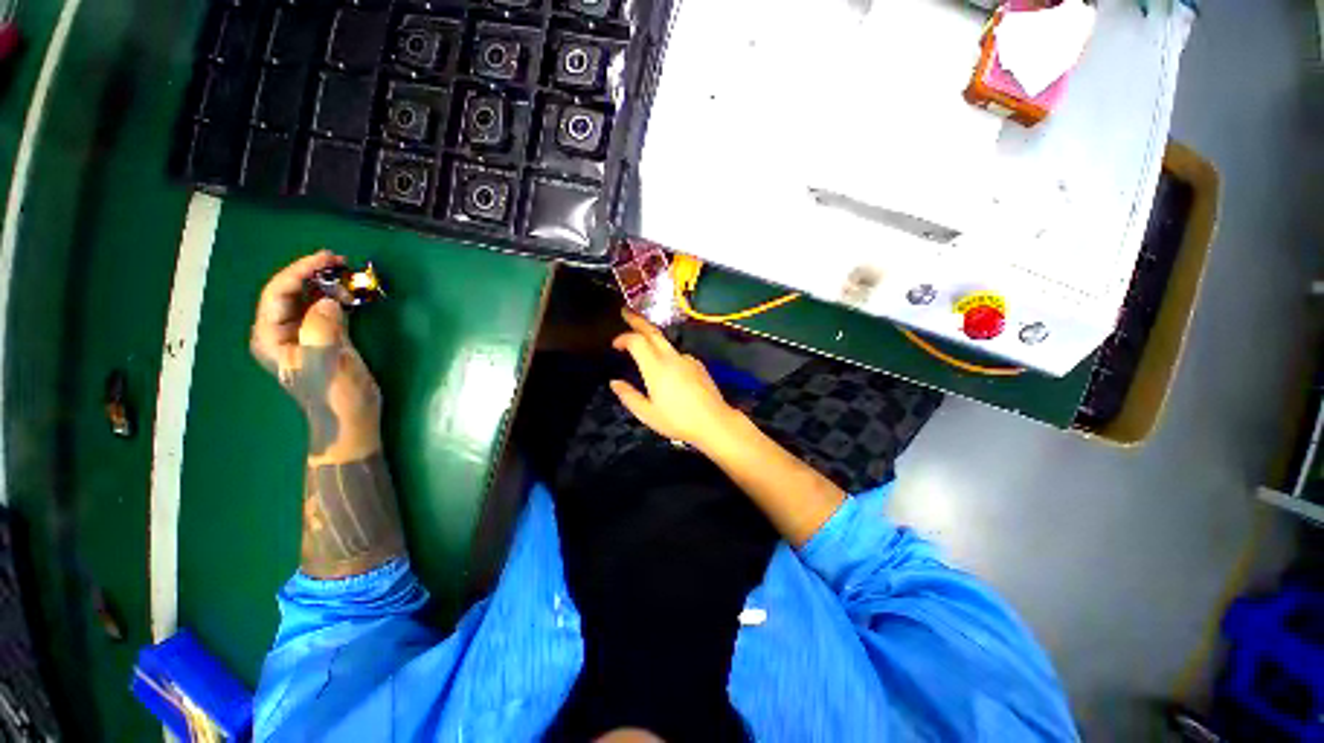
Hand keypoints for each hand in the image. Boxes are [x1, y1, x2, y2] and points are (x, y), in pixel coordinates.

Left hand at [251, 251, 381, 462]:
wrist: (351, 420)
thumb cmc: (334, 395)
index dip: (299, 271)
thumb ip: (321, 327)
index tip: (327, 259)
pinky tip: (351, 294)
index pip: (277, 293)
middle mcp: (282, 332)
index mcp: (270, 336)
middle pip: (290, 292)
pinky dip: (338, 298)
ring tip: (348, 275)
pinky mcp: (326, 339)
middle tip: (340, 262)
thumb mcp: (325, 361)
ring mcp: (305, 335)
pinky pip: (326, 310)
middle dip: (312, 274)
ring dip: (327, 284)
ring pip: (309, 299)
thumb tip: (328, 301)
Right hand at [610, 309, 740, 450]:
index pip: (637, 341)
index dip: (623, 338)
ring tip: (643, 345)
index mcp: (656, 368)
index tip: (615, 345)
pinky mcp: (698, 365)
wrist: (714, 422)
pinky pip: (678, 354)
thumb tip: (614, 382)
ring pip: (666, 343)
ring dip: (652, 339)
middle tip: (625, 312)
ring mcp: (687, 359)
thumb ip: (629, 396)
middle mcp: (671, 357)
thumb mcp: (647, 414)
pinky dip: (667, 354)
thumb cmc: (678, 421)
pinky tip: (667, 369)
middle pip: (653, 332)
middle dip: (637, 321)